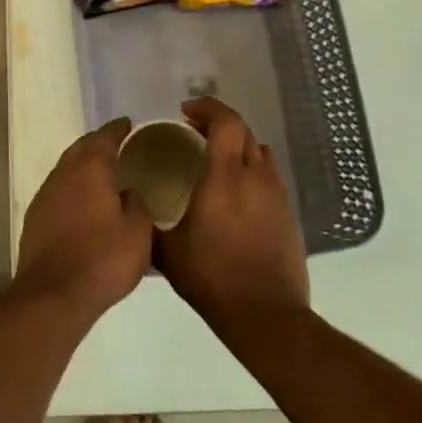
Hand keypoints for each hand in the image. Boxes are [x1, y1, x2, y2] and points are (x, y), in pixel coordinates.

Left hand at [14, 118, 153, 322]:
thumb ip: (137, 205)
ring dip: (82, 166)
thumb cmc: (103, 259)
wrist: (53, 294)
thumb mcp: (138, 233)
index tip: (128, 124)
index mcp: (89, 169)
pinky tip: (83, 202)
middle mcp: (63, 175)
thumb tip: (128, 194)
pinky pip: (58, 192)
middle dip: (97, 143)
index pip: (104, 138)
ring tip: (102, 173)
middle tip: (116, 144)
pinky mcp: (35, 219)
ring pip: (66, 170)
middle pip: (80, 149)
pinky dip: (72, 189)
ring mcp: (44, 196)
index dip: (117, 129)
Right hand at [157, 98, 308, 333]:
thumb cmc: (211, 277)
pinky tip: (236, 192)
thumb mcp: (167, 251)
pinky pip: (269, 176)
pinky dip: (251, 170)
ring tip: (216, 158)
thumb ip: (149, 223)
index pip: (226, 122)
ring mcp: (277, 195)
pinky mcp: (288, 214)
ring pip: (260, 152)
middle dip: (219, 123)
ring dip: (238, 145)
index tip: (186, 111)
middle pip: (244, 131)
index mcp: (224, 178)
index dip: (207, 107)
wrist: (265, 315)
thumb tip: (133, 210)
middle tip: (194, 130)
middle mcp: (255, 177)